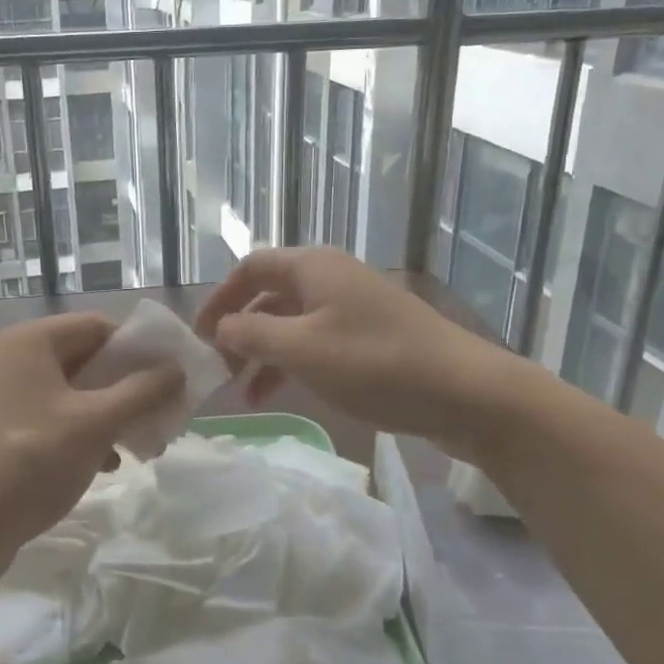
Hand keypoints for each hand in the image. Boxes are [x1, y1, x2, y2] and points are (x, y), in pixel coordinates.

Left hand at [0, 313, 182, 572]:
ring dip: (111, 414)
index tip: (170, 381)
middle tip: (162, 416)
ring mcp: (5, 396)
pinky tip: (106, 464)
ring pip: (74, 393)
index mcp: (32, 342)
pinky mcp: (2, 430)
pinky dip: (84, 434)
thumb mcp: (95, 424)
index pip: (100, 326)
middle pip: (88, 359)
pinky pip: (55, 418)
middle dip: (129, 388)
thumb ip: (142, 392)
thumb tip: (178, 369)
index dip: (139, 349)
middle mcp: (14, 359)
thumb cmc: (30, 462)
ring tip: (141, 446)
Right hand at [194, 248, 514, 442]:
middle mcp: (330, 278)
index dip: (219, 298)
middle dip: (239, 331)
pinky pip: (316, 343)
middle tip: (217, 370)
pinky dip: (291, 364)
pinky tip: (278, 396)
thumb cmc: (377, 364)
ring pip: (291, 323)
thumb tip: (220, 328)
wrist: (466, 392)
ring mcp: (352, 308)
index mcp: (313, 267)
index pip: (250, 268)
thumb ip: (253, 336)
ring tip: (242, 394)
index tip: (197, 336)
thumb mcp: (303, 350)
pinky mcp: (369, 338)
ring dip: (262, 354)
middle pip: (269, 296)